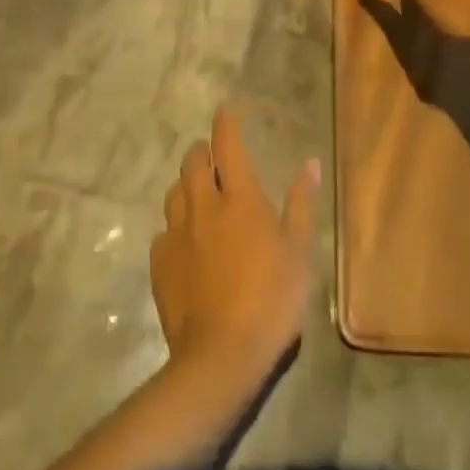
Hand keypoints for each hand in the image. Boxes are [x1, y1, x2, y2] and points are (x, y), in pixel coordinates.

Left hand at [151, 109, 320, 389]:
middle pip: (193, 161)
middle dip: (201, 152)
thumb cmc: (270, 301)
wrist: (220, 358)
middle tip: (212, 158)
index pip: (227, 144)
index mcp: (239, 198)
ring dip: (186, 185)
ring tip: (198, 196)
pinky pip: (164, 231)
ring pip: (175, 192)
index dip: (226, 123)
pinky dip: (175, 228)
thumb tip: (310, 163)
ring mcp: (177, 233)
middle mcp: (204, 205)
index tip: (226, 111)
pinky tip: (185, 244)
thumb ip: (301, 205)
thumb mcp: (298, 253)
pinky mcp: (159, 262)